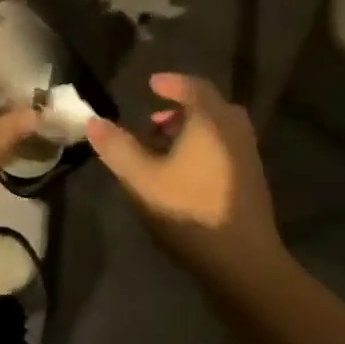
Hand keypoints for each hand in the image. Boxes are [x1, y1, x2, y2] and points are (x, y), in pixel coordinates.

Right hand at [86, 73, 294, 293]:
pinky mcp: (251, 181)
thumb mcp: (141, 177)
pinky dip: (203, 147)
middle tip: (153, 121)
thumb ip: (116, 147)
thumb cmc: (188, 209)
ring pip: (218, 130)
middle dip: (180, 109)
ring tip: (162, 148)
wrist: (242, 260)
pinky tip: (182, 173)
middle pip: (209, 107)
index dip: (171, 83)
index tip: (151, 84)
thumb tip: (93, 122)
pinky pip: (225, 148)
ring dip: (191, 130)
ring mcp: (247, 156)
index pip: (193, 87)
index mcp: (211, 121)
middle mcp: (234, 131)